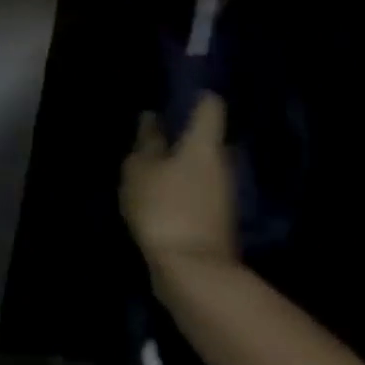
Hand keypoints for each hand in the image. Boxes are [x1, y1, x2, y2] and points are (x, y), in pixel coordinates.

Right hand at [121, 94, 237, 273]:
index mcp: (204, 143)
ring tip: (150, 165)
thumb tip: (152, 118)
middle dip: (183, 133)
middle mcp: (222, 162)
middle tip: (153, 132)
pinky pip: (199, 190)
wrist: (193, 272)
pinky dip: (183, 186)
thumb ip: (147, 142)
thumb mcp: (140, 169)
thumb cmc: (164, 207)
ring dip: (182, 162)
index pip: (210, 105)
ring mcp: (224, 193)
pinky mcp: (218, 219)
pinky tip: (160, 194)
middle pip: (207, 137)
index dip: (194, 94)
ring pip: (203, 165)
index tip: (174, 92)